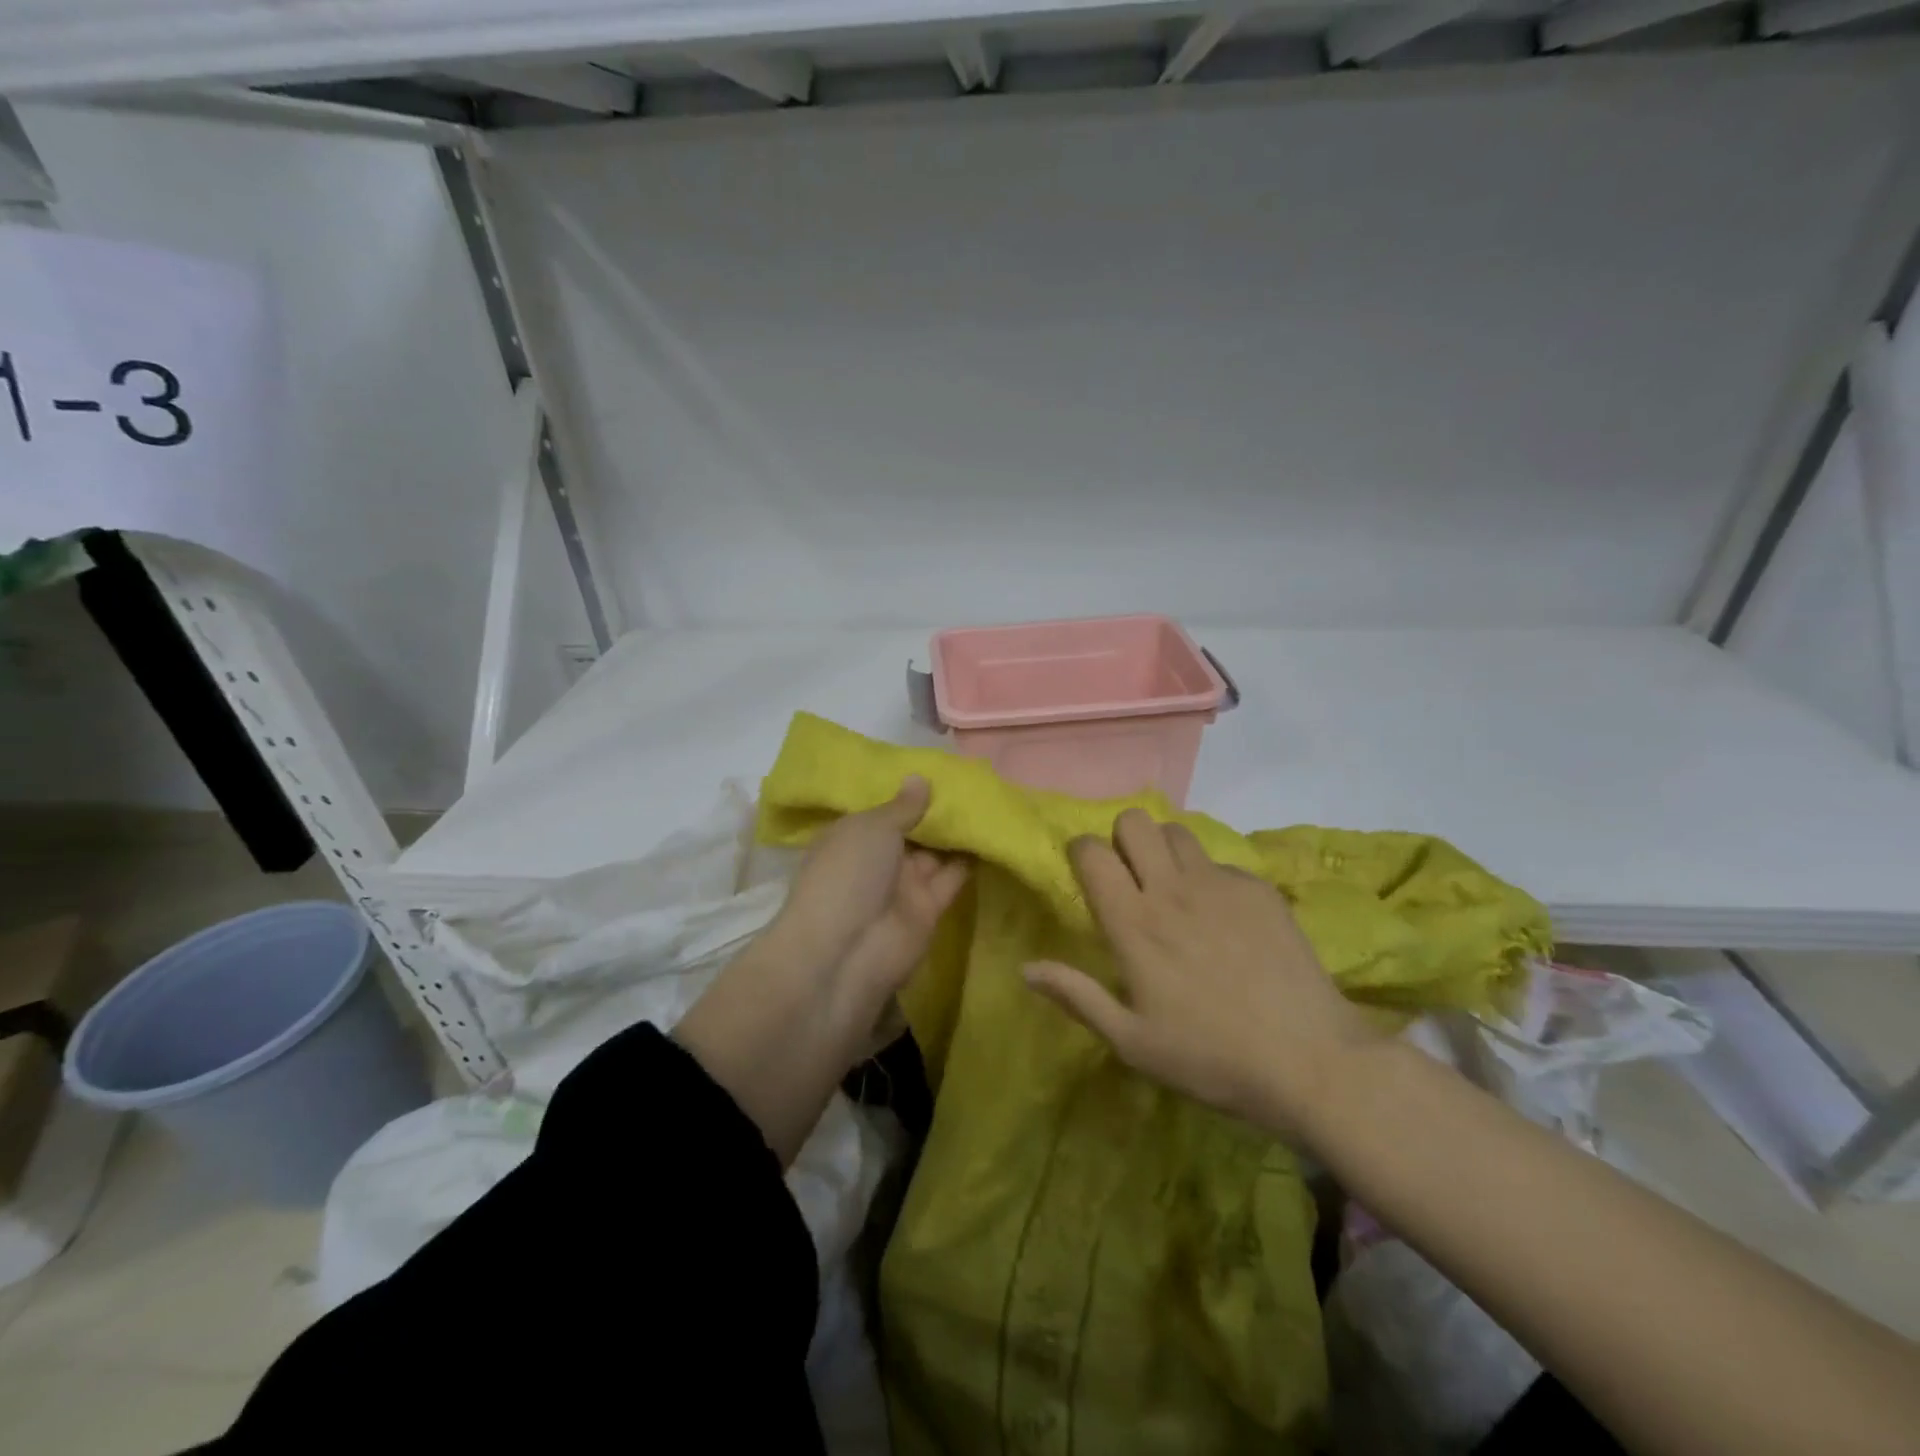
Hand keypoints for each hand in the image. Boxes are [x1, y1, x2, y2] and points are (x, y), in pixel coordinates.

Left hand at [771, 775, 968, 1029]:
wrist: (847, 952)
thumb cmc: (848, 875)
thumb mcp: (871, 829)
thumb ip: (902, 806)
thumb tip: (919, 778)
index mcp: (853, 835)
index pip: (884, 810)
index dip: (909, 792)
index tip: (941, 770)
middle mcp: (878, 859)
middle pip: (914, 830)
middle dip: (939, 810)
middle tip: (975, 782)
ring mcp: (903, 885)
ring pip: (936, 853)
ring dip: (958, 833)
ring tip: (991, 803)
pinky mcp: (929, 909)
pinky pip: (952, 879)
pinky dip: (971, 861)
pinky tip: (995, 835)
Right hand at [1024, 808, 1380, 1138]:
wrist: (1311, 1062)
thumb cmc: (1210, 1059)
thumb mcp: (1132, 1042)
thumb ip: (1077, 996)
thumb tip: (1026, 967)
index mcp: (1133, 923)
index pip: (1090, 851)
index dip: (1081, 853)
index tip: (1087, 875)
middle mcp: (1171, 889)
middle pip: (1133, 821)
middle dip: (1122, 839)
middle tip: (1131, 877)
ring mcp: (1219, 884)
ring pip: (1177, 831)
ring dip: (1165, 851)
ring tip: (1175, 889)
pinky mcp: (1259, 888)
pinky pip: (1220, 861)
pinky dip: (1210, 878)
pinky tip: (1225, 920)